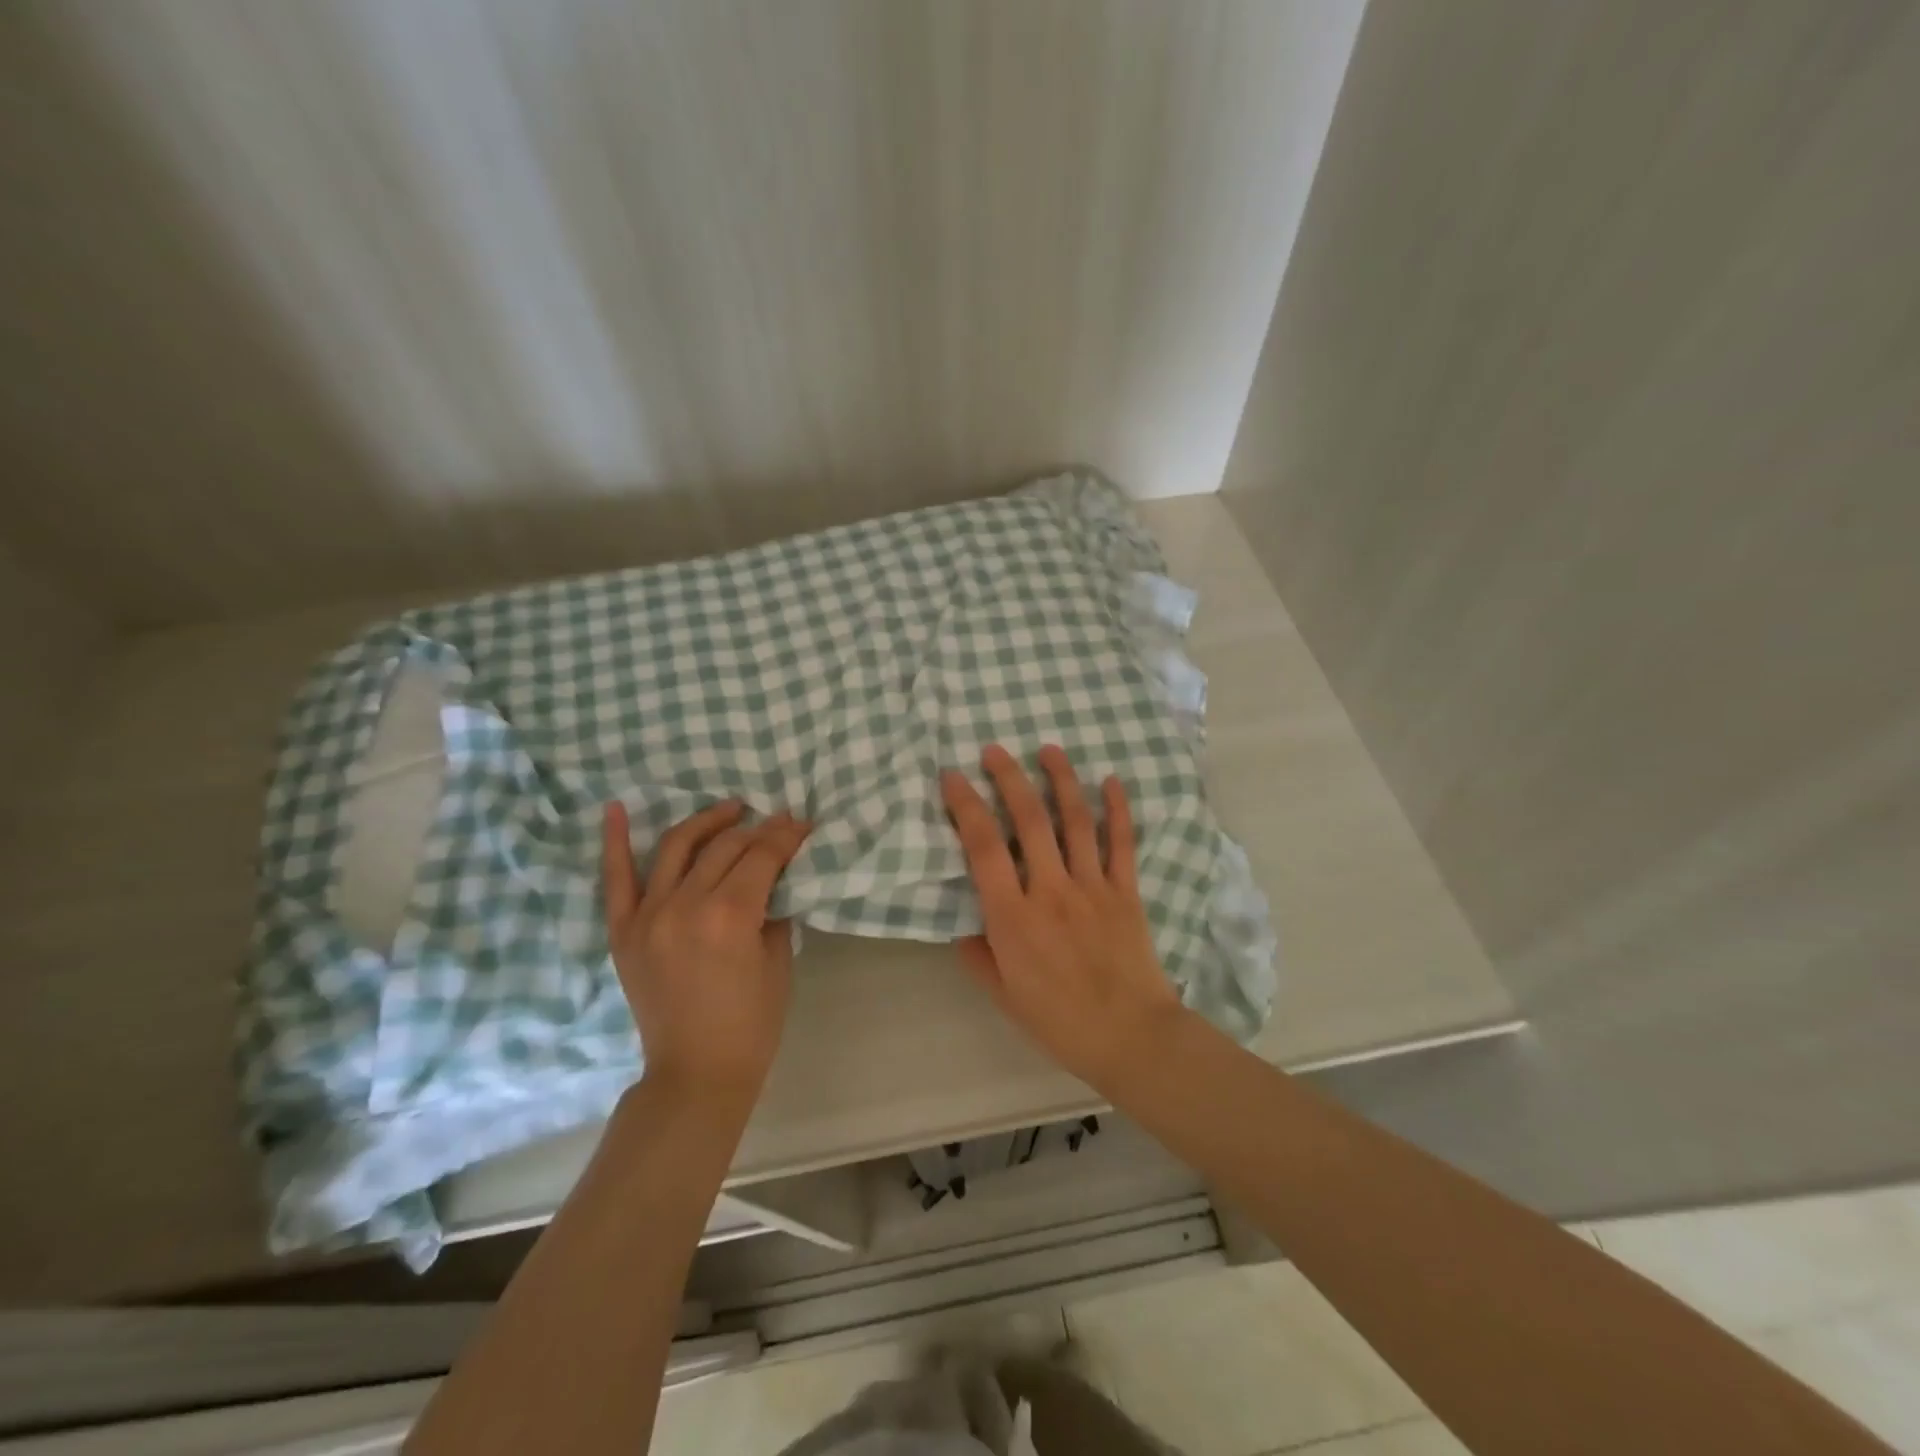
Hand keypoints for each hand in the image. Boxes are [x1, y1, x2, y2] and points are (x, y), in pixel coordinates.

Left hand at [601, 800, 810, 1112]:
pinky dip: (614, 841)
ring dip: (706, 821)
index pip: (762, 855)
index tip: (803, 823)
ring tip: (730, 809)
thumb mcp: (777, 959)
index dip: (786, 835)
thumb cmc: (752, 1022)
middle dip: (757, 829)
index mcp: (729, 916)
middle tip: (778, 823)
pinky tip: (616, 808)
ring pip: (676, 847)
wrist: (696, 1071)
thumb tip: (774, 875)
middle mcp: (684, 905)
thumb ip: (773, 908)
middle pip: (724, 846)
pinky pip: (615, 879)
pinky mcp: (623, 931)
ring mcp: (648, 915)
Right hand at [941, 744, 1183, 1093]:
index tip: (952, 776)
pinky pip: (1122, 843)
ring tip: (1049, 749)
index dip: (965, 806)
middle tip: (995, 750)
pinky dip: (1118, 809)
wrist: (1132, 1037)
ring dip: (1061, 780)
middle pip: (1028, 820)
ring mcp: (1092, 886)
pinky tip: (1112, 781)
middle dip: (1009, 778)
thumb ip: (979, 956)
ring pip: (1075, 821)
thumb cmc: (1060, 1021)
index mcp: (1013, 917)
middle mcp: (1050, 890)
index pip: (983, 848)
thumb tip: (963, 927)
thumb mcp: (1004, 995)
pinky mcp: (1125, 891)